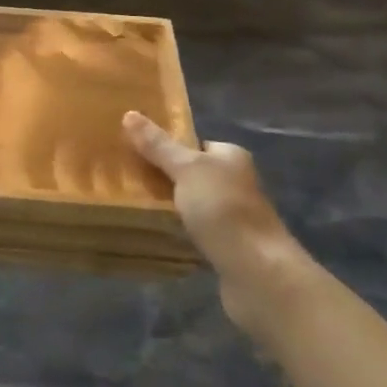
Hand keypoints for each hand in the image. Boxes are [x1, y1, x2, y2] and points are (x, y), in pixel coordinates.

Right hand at [123, 111, 313, 341]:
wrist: (257, 273)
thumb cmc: (223, 210)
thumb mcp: (186, 169)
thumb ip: (158, 145)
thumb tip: (129, 113)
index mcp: (231, 157)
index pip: (195, 144)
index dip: (166, 147)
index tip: (134, 151)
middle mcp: (236, 183)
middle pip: (192, 174)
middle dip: (164, 178)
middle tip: (128, 179)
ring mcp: (234, 217)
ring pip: (192, 204)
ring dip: (170, 206)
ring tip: (134, 206)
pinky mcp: (228, 247)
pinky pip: (196, 231)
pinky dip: (179, 231)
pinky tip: (157, 234)